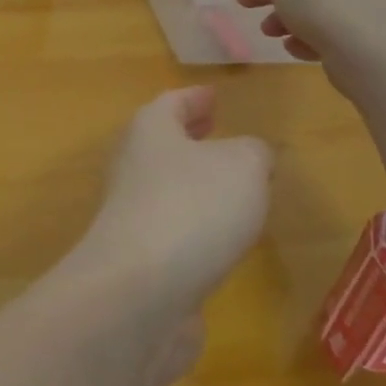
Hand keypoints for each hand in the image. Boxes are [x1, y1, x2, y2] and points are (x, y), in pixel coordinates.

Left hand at [68, 87, 272, 319]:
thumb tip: (250, 156)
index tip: (213, 95)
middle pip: (162, 142)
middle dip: (190, 137)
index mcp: (150, 131)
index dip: (195, 97)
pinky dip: (195, 223)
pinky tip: (221, 236)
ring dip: (195, 182)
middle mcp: (133, 165)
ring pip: (167, 185)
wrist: (141, 291)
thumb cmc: (193, 207)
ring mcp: (132, 213)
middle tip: (217, 131)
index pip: (172, 102)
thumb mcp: (242, 165)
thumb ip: (253, 152)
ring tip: (231, 184)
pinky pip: (172, 227)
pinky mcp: (140, 257)